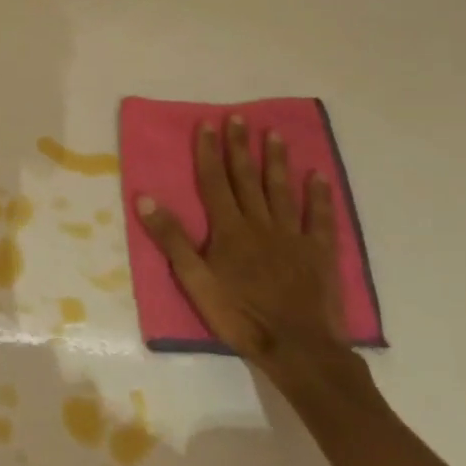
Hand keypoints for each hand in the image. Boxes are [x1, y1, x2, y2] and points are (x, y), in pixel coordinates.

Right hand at [134, 115, 342, 374]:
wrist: (297, 348)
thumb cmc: (239, 315)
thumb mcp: (194, 280)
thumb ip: (172, 239)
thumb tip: (146, 199)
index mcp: (230, 230)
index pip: (215, 182)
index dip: (209, 152)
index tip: (207, 124)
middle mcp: (261, 224)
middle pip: (248, 179)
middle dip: (240, 147)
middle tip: (238, 117)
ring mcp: (293, 237)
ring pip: (282, 191)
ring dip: (277, 162)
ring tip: (275, 134)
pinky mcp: (319, 254)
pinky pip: (319, 218)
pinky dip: (319, 196)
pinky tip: (317, 176)